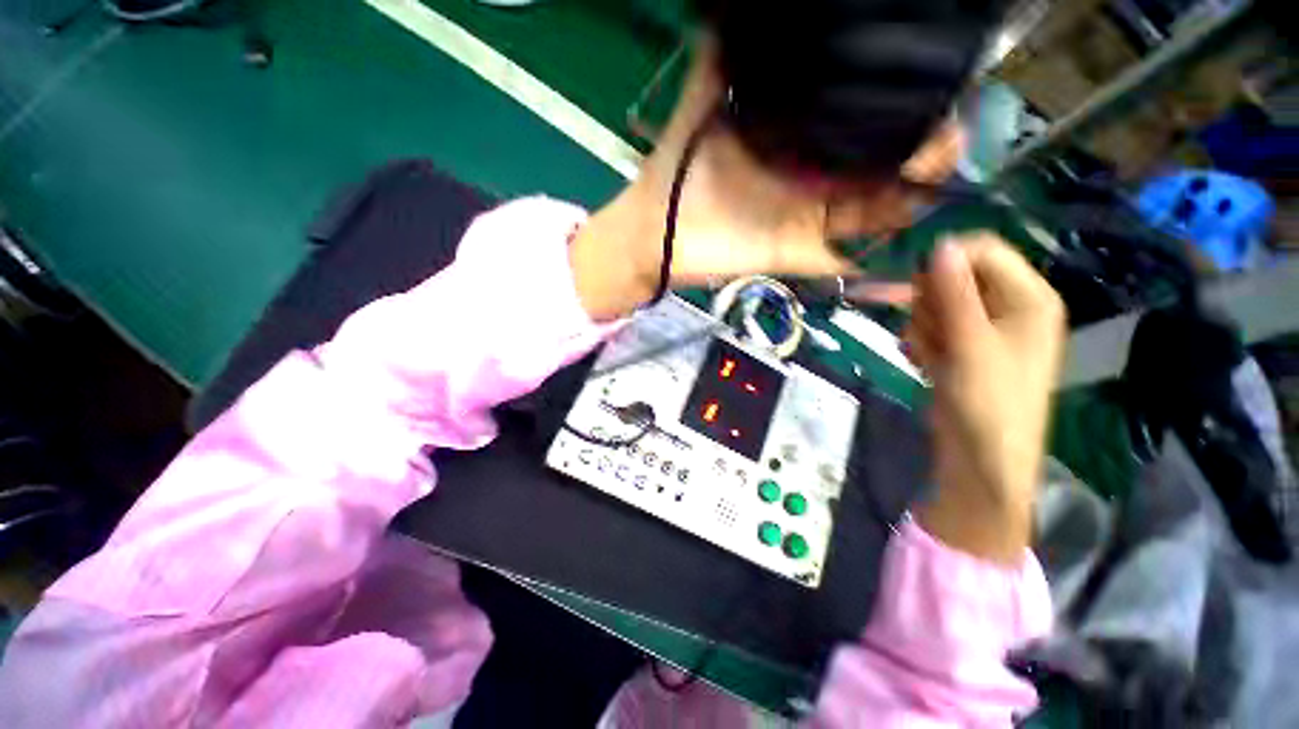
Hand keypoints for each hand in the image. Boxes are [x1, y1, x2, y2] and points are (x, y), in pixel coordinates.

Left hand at [572, 36, 962, 320]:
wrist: (654, 232)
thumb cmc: (676, 172)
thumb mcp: (703, 104)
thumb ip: (722, 60)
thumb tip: (734, 3)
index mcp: (794, 142)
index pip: (859, 125)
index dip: (900, 111)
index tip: (931, 92)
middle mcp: (808, 181)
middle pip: (878, 168)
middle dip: (920, 152)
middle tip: (944, 136)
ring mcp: (804, 220)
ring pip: (870, 210)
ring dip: (907, 196)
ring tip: (933, 173)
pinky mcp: (794, 254)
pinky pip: (839, 255)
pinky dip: (868, 250)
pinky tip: (898, 230)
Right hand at [907, 235, 1065, 563]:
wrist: (979, 457)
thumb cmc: (988, 401)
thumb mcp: (970, 343)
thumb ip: (954, 292)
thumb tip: (940, 244)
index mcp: (1029, 297)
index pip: (983, 252)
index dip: (945, 263)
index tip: (915, 288)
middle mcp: (1008, 306)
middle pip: (954, 277)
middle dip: (932, 303)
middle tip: (932, 333)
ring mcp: (983, 328)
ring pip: (936, 304)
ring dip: (923, 326)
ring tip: (931, 355)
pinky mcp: (962, 346)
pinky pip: (931, 326)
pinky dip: (921, 342)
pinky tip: (925, 363)